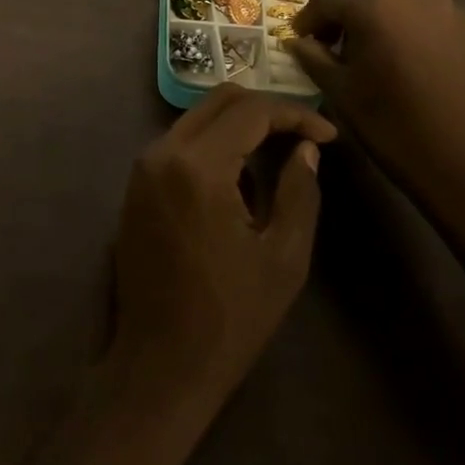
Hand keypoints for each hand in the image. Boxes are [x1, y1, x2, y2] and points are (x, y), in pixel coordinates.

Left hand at [112, 86, 336, 408]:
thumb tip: (306, 148)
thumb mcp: (284, 257)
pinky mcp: (135, 186)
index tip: (329, 134)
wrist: (160, 364)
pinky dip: (213, 144)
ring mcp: (142, 168)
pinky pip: (179, 144)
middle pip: (219, 101)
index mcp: (198, 166)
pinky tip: (241, 176)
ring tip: (279, 154)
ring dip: (239, 126)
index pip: (251, 112)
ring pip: (197, 119)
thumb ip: (300, 191)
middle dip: (266, 109)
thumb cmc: (231, 316)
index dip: (295, 114)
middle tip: (305, 135)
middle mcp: (162, 153)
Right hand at [287, 0, 464, 261]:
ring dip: (376, 2)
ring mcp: (450, 7)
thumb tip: (298, 41)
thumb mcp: (342, 95)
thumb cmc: (397, 130)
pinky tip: (407, 57)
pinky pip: (430, 9)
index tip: (299, 40)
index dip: (306, 17)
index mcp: (374, 5)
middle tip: (330, 31)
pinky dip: (409, 20)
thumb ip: (314, 58)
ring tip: (368, 42)